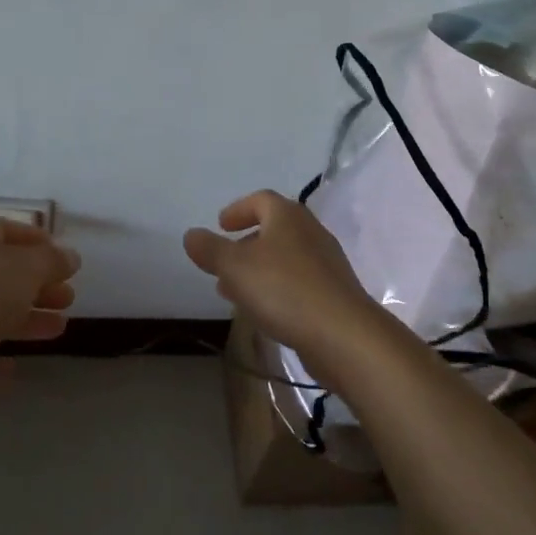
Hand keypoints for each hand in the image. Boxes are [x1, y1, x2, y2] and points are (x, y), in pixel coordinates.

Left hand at [0, 218, 80, 360]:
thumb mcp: (24, 270)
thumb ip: (51, 261)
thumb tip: (70, 256)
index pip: (7, 230)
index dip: (36, 240)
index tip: (64, 257)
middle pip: (5, 272)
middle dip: (40, 283)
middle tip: (69, 297)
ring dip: (29, 317)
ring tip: (61, 327)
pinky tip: (16, 365)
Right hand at [183, 191, 388, 384]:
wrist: (344, 335)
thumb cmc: (284, 289)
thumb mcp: (234, 267)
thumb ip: (210, 249)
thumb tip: (191, 234)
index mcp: (287, 215)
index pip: (260, 199)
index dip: (238, 210)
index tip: (221, 225)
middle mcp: (310, 231)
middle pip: (274, 228)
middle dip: (246, 243)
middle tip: (224, 261)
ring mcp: (326, 262)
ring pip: (285, 257)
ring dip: (259, 269)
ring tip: (236, 291)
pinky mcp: (334, 292)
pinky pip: (298, 281)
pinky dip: (277, 287)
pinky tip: (265, 311)